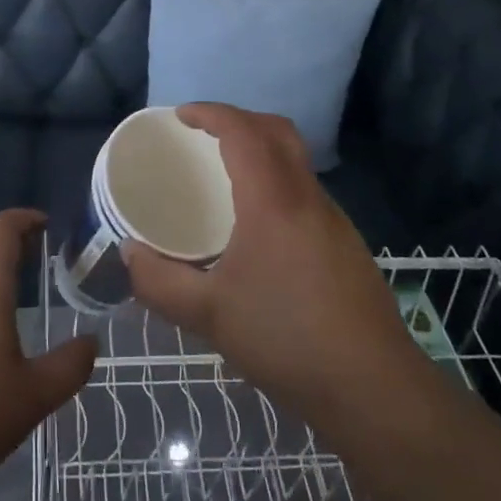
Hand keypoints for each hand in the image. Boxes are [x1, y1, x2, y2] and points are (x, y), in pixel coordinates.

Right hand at [124, 105, 415, 428]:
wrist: (372, 388)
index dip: (211, 113)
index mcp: (272, 201)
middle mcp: (307, 197)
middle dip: (240, 119)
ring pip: (296, 160)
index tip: (182, 116)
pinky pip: (306, 190)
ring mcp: (333, 219)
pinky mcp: (347, 243)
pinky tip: (259, 226)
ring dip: (262, 150)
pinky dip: (277, 181)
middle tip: (204, 135)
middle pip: (278, 131)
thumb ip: (159, 282)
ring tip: (226, 176)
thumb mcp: (208, 315)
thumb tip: (128, 254)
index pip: (243, 131)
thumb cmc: (285, 340)